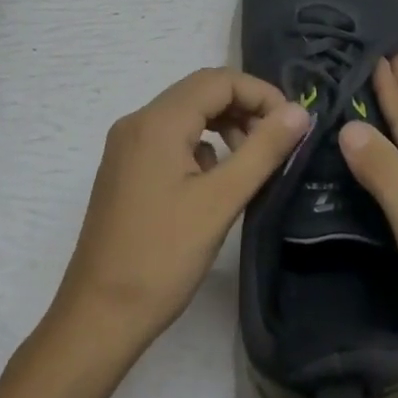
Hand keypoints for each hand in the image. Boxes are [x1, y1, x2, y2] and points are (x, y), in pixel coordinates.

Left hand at [51, 68, 309, 356]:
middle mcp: (137, 122)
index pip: (218, 81)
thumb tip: (299, 111)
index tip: (292, 125)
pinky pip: (170, 138)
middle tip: (278, 142)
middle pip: (200, 92)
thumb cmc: (162, 258)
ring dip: (224, 125)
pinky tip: (216, 180)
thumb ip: (263, 150)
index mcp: (157, 122)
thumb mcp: (221, 201)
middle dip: (244, 107)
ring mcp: (126, 146)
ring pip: (186, 115)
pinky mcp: (125, 170)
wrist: (98, 316)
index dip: (261, 93)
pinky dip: (201, 145)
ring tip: (253, 160)